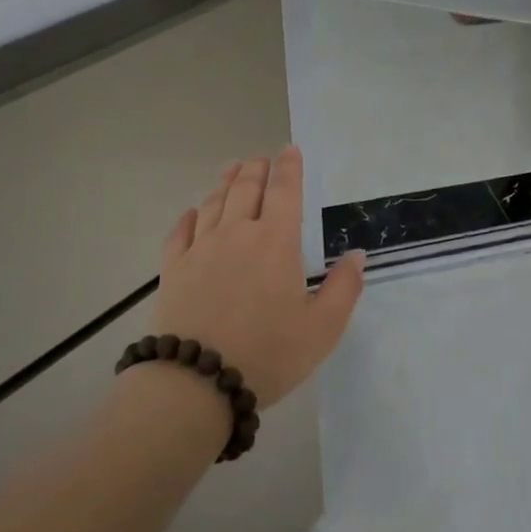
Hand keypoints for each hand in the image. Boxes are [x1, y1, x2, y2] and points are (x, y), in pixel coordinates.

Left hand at [150, 146, 364, 407]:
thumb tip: (357, 255)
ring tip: (232, 170)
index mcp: (275, 242)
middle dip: (256, 169)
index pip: (284, 192)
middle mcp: (236, 234)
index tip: (290, 150)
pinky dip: (189, 216)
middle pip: (246, 189)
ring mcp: (200, 250)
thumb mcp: (322, 329)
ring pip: (213, 204)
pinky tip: (193, 212)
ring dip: (225, 182)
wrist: (196, 381)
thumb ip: (344, 288)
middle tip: (261, 158)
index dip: (289, 168)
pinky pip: (180, 232)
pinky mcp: (173, 270)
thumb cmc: (268, 354)